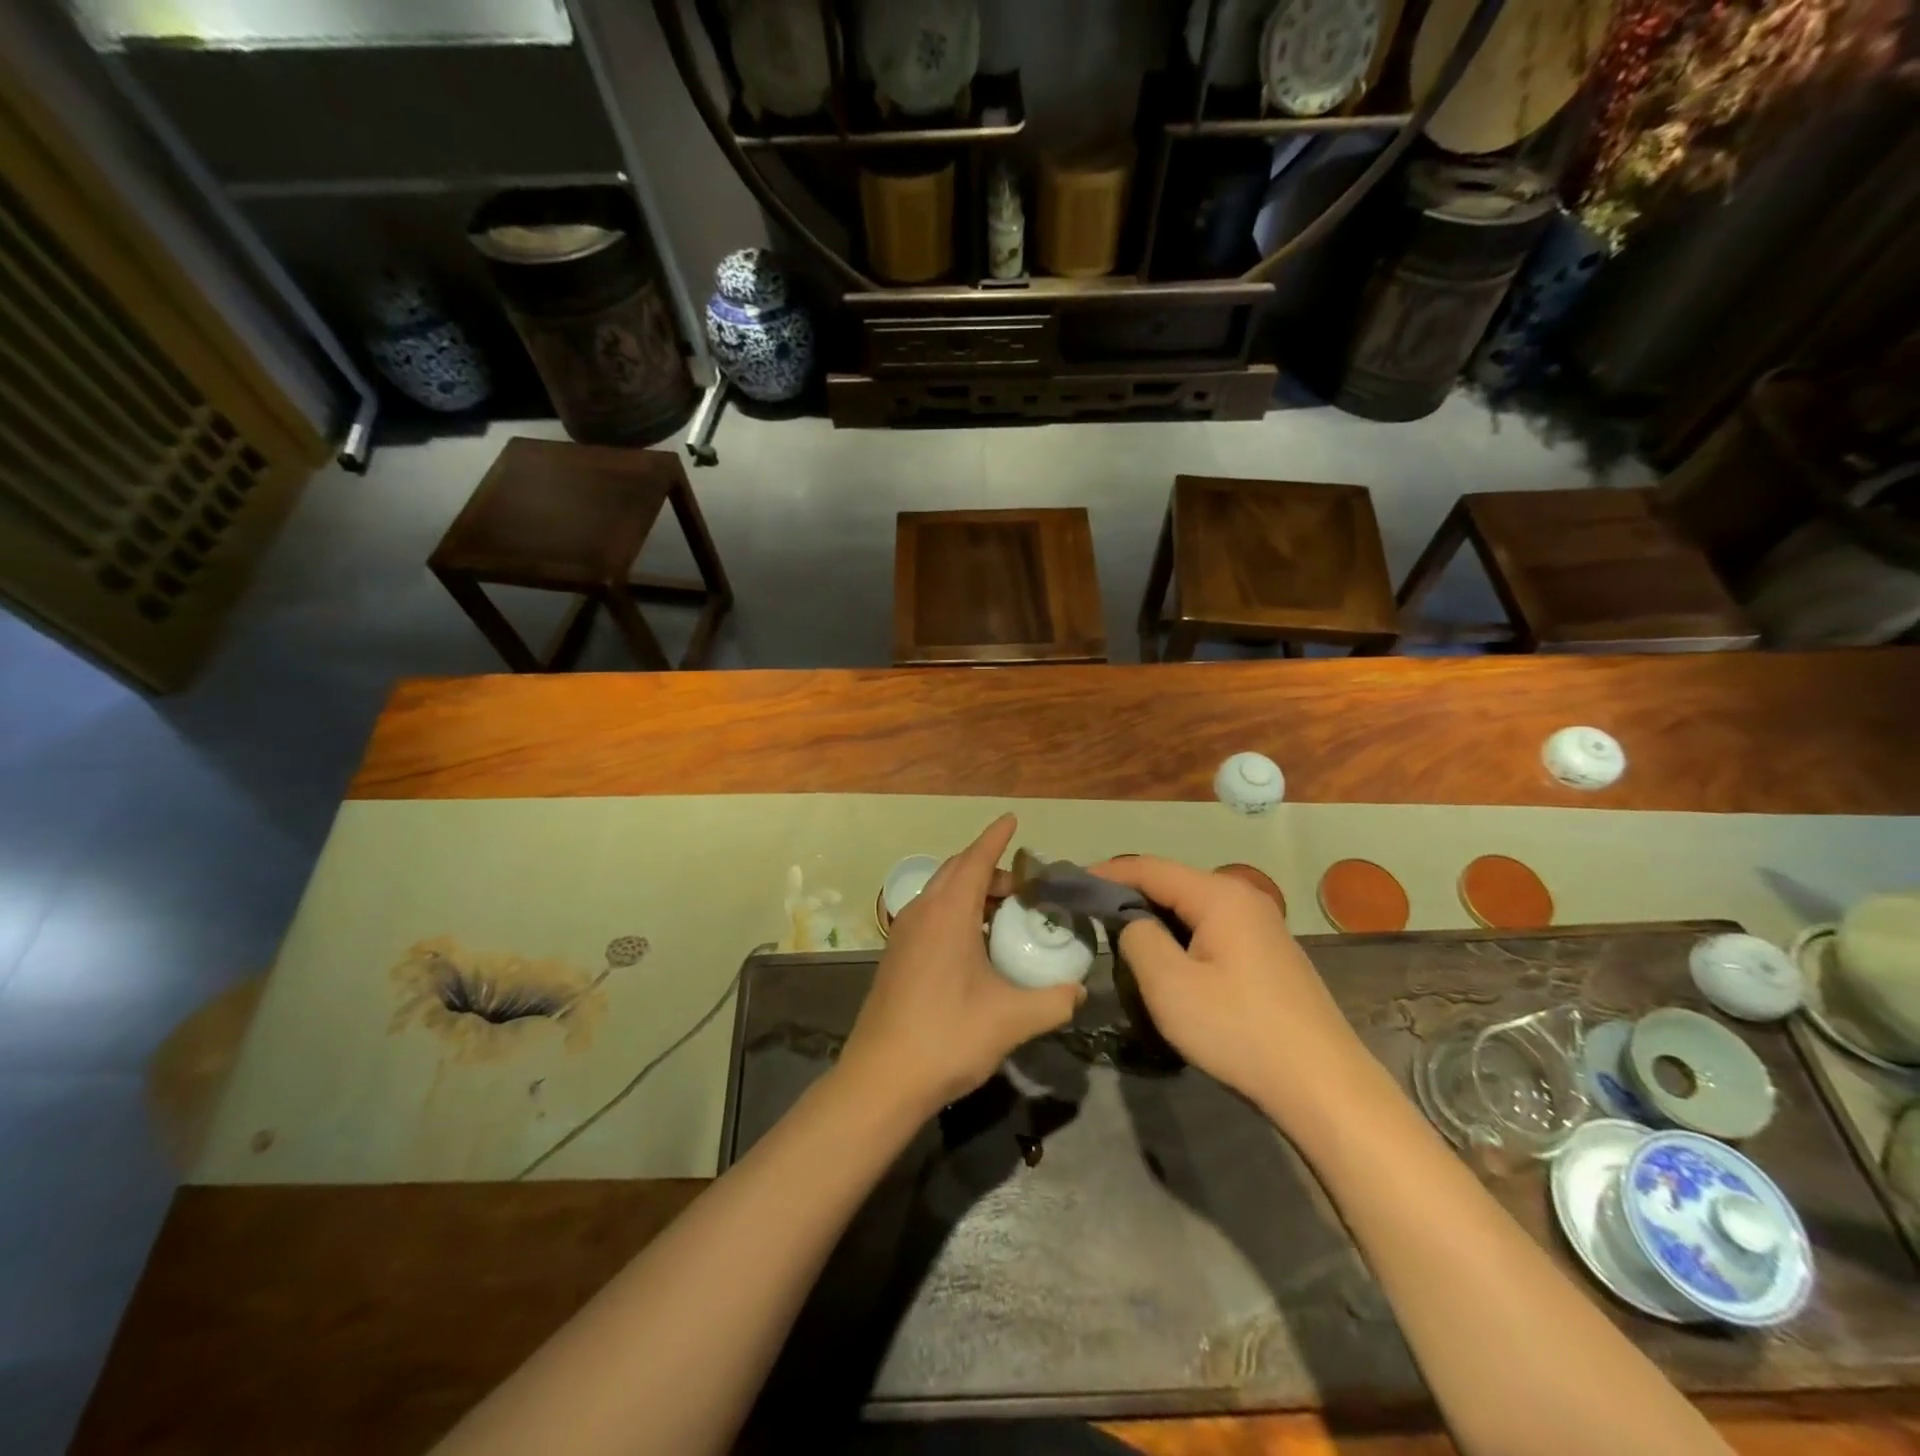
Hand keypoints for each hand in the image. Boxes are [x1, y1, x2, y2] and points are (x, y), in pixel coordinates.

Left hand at [838, 815, 1082, 1117]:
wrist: (881, 1078)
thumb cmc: (948, 1036)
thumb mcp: (1012, 1019)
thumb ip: (1053, 1001)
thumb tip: (1079, 991)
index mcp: (947, 913)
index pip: (975, 859)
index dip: (995, 837)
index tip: (1012, 819)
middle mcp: (921, 913)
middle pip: (956, 871)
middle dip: (988, 867)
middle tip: (1024, 885)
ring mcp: (903, 934)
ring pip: (940, 893)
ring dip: (970, 891)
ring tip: (1004, 912)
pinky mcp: (896, 956)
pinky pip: (930, 915)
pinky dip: (956, 912)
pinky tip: (975, 945)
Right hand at [1091, 856, 1368, 1117]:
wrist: (1323, 1087)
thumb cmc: (1239, 1031)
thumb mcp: (1170, 986)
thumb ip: (1138, 939)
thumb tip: (1132, 922)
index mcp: (1219, 896)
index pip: (1150, 868)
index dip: (1108, 873)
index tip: (1072, 882)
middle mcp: (1243, 898)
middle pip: (1172, 883)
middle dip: (1129, 895)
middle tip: (1090, 914)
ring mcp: (1261, 925)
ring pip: (1192, 908)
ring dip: (1155, 918)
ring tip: (1118, 936)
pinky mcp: (1268, 953)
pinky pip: (1211, 928)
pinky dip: (1180, 935)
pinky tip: (1166, 959)